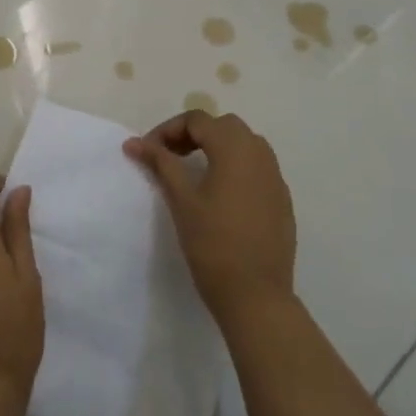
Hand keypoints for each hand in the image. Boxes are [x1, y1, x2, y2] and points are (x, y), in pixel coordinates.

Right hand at [124, 109, 296, 324]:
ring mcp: (275, 177)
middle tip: (169, 157)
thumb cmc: (213, 244)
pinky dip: (234, 167)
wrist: (256, 296)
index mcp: (235, 148)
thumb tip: (134, 142)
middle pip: (223, 126)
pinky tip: (220, 195)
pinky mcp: (281, 199)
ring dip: (216, 147)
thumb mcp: (181, 200)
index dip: (168, 130)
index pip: (197, 120)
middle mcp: (260, 154)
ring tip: (193, 172)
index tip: (148, 152)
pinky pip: (257, 167)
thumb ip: (161, 163)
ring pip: (244, 144)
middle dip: (193, 134)